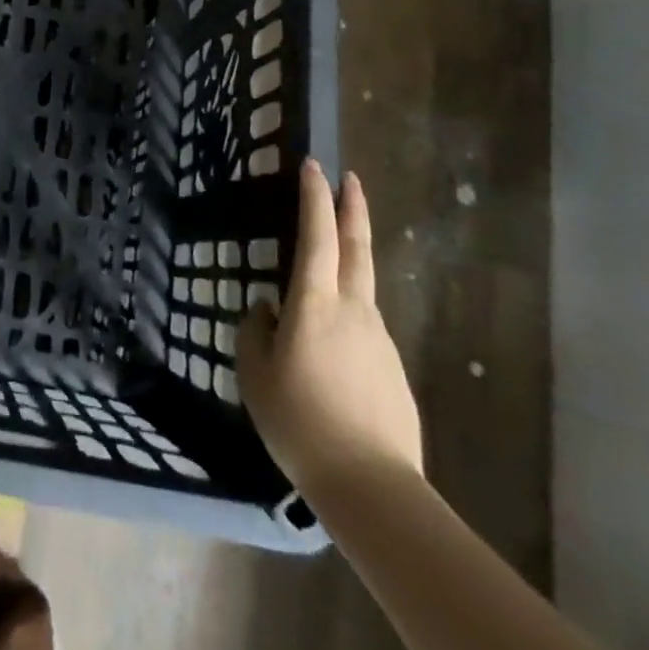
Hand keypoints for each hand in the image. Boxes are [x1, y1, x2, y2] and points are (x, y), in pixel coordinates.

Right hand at [237, 160, 423, 501]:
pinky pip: (365, 326)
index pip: (317, 236)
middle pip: (357, 247)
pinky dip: (349, 311)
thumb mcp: (255, 372)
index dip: (315, 197)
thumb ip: (256, 331)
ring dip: (350, 259)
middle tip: (350, 178)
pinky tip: (331, 343)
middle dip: (352, 208)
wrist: (370, 484)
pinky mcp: (392, 367)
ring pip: (363, 286)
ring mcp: (379, 338)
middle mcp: (354, 310)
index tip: (314, 165)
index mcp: (316, 304)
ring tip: (326, 265)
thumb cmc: (299, 420)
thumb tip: (267, 309)